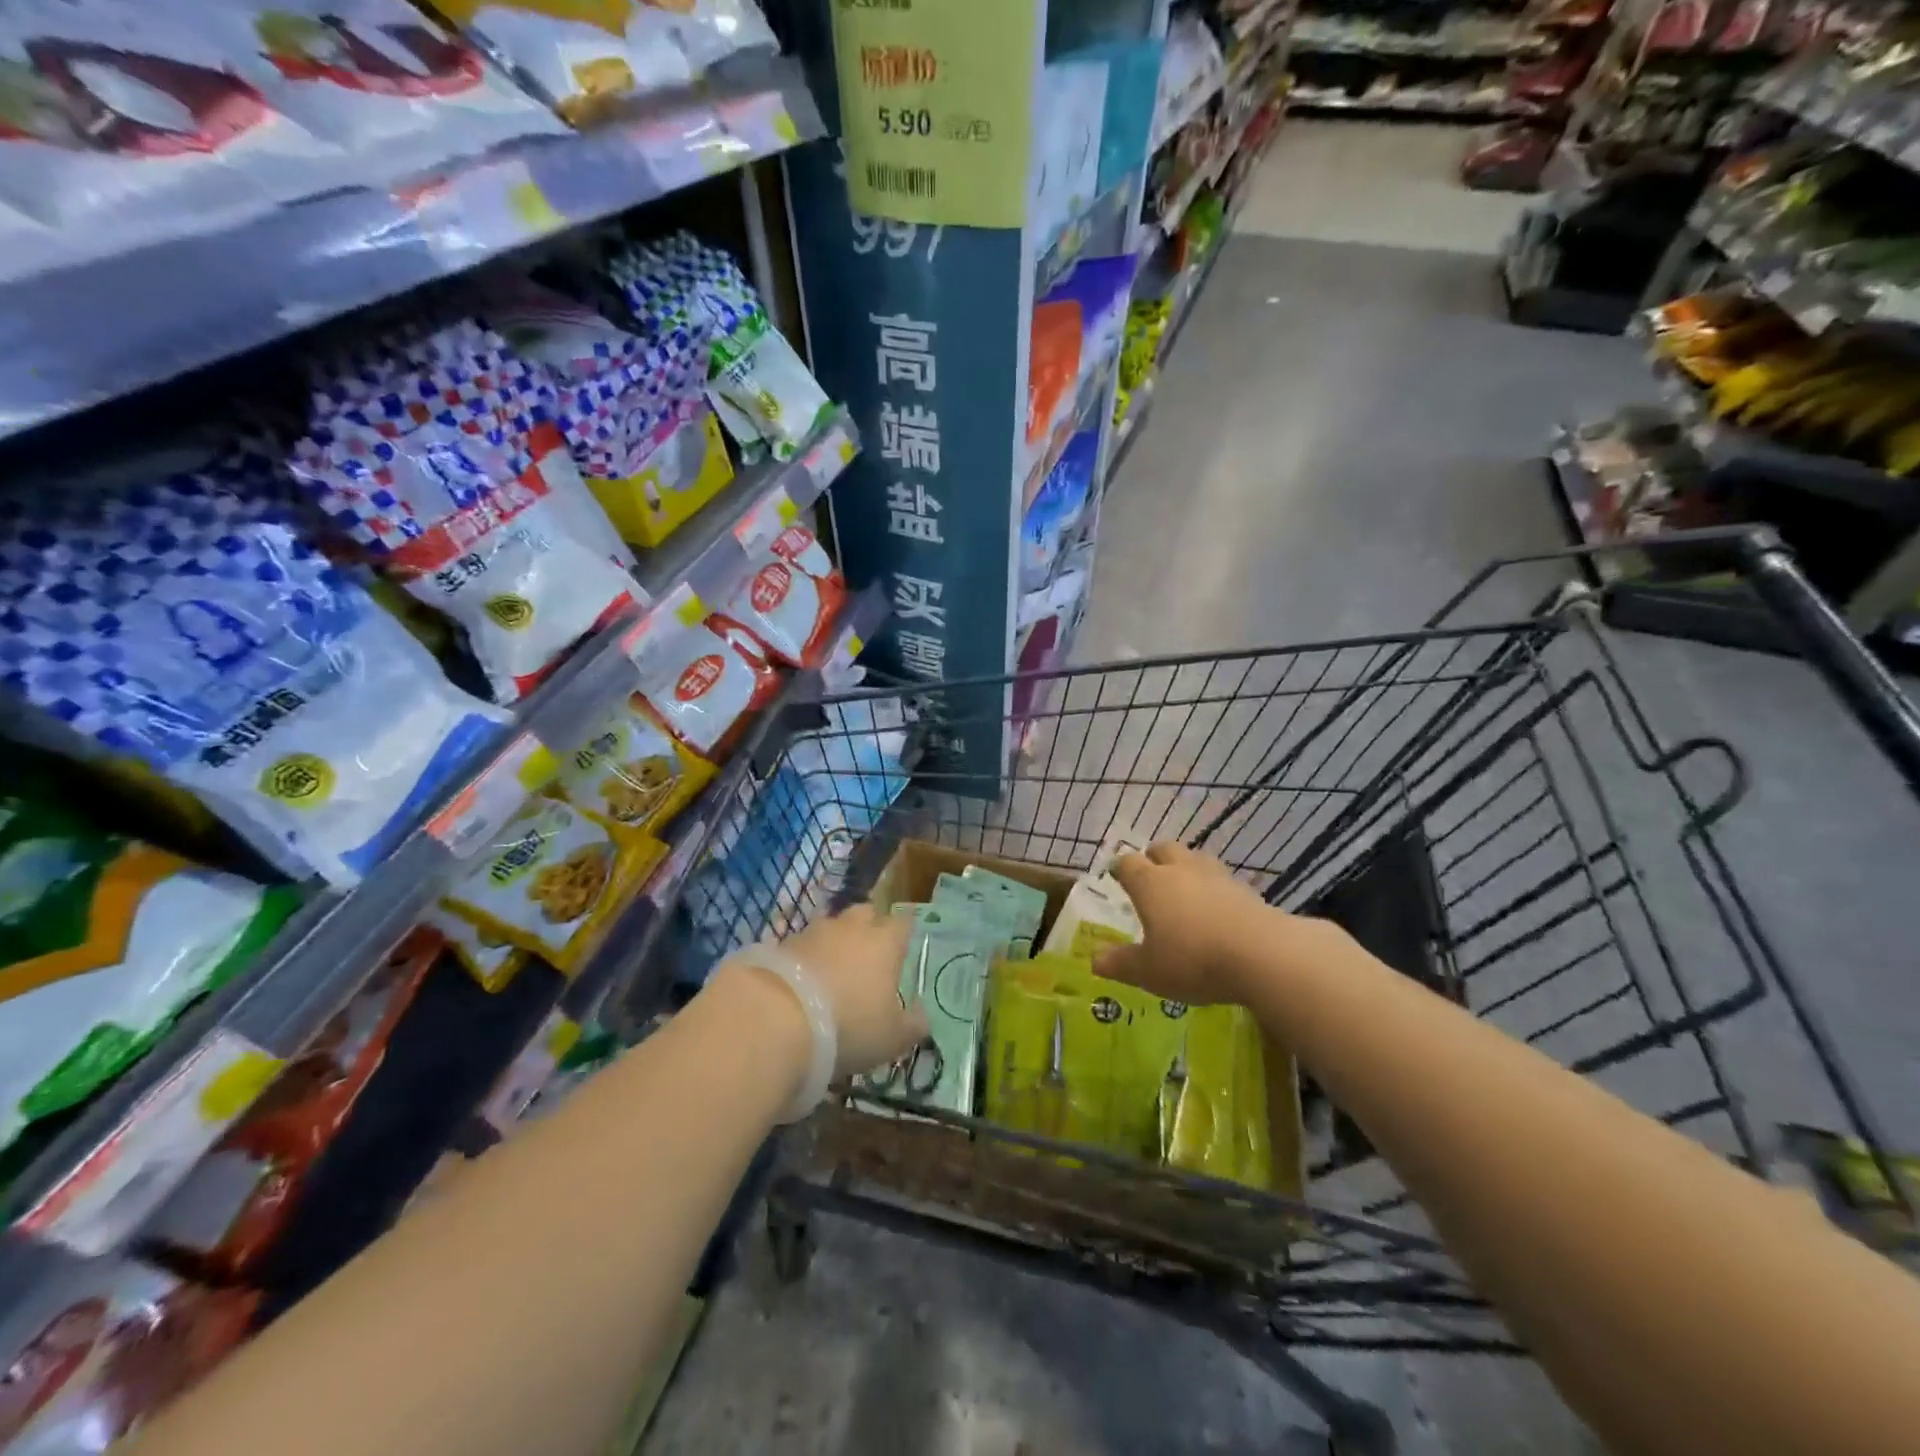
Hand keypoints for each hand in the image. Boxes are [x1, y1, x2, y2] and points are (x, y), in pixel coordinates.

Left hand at [776, 903, 927, 1076]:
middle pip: (865, 913)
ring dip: (834, 942)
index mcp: (885, 942)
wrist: (777, 1019)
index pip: (903, 923)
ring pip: (831, 927)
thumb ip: (913, 1024)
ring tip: (832, 970)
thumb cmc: (849, 1026)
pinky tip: (803, 981)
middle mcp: (852, 928)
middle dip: (869, 927)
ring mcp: (814, 932)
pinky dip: (806, 957)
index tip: (903, 947)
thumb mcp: (892, 1038)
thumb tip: (922, 1014)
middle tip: (868, 955)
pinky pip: (803, 945)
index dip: (904, 933)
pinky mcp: (781, 945)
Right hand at [1092, 842, 1297, 1004]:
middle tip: (1151, 878)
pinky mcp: (1246, 890)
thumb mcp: (1149, 971)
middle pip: (1164, 849)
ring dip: (1186, 869)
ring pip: (1195, 859)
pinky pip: (1222, 881)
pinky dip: (1214, 890)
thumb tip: (1095, 960)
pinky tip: (1217, 910)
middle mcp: (1181, 870)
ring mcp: (1217, 877)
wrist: (1263, 955)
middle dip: (1154, 858)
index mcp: (1150, 884)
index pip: (1128, 863)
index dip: (1121, 869)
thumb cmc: (1193, 960)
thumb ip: (1122, 964)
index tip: (1117, 877)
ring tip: (1185, 891)